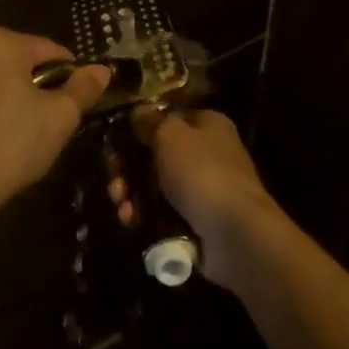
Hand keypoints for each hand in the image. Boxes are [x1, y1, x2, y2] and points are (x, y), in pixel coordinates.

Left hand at [0, 28, 108, 218]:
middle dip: (41, 86)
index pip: (50, 51)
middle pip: (21, 63)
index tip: (79, 101)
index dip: (71, 75)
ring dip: (16, 98)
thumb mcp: (60, 115)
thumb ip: (84, 88)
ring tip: (29, 132)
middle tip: (55, 119)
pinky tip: (2, 138)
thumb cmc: (13, 143)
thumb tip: (102, 69)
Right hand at [118, 108, 278, 291]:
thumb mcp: (170, 134)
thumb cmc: (201, 172)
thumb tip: (137, 113)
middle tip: (113, 180)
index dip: (140, 128)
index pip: (168, 118)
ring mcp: (203, 190)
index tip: (115, 142)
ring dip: (132, 194)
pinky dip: (144, 216)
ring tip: (121, 206)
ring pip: (156, 186)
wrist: (234, 234)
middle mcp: (208, 153)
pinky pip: (162, 214)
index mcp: (207, 125)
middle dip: (129, 168)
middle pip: (156, 154)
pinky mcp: (197, 222)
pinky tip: (131, 221)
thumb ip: (149, 121)